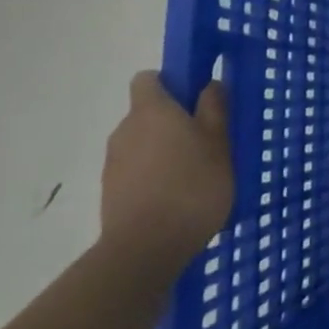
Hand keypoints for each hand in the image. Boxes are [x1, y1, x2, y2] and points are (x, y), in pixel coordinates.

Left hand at [100, 72, 233, 267]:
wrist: (145, 249)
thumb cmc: (191, 186)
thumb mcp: (219, 143)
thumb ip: (214, 109)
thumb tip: (209, 84)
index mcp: (151, 110)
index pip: (148, 79)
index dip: (170, 83)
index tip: (194, 100)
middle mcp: (125, 129)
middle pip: (147, 113)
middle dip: (172, 121)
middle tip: (205, 141)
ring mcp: (114, 163)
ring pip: (142, 144)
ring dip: (163, 151)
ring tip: (193, 176)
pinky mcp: (110, 193)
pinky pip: (136, 171)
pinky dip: (153, 177)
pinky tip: (177, 199)